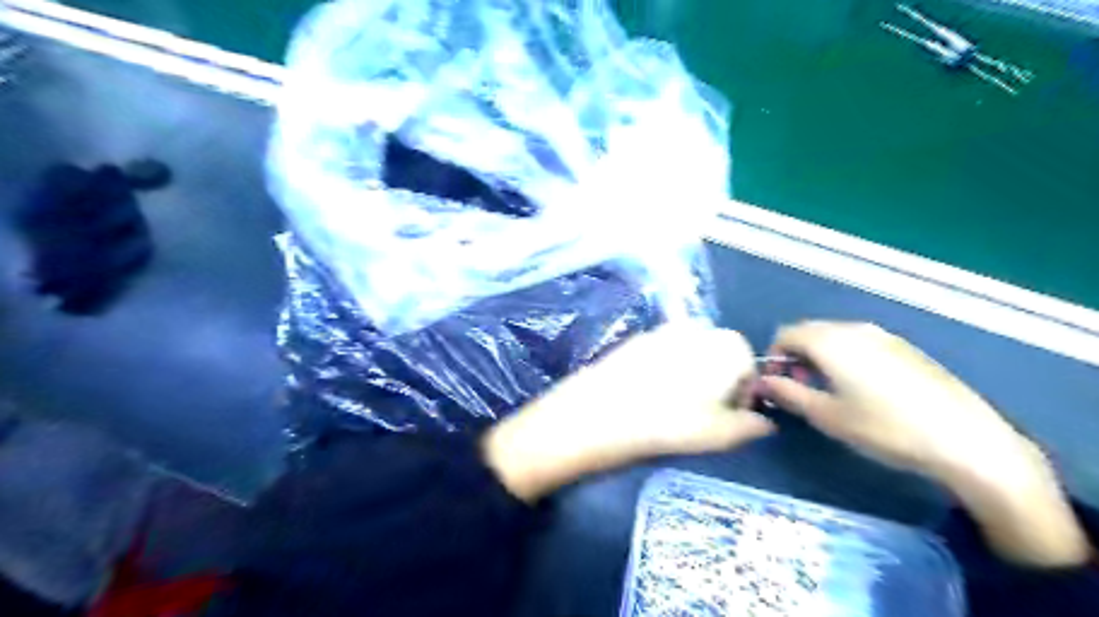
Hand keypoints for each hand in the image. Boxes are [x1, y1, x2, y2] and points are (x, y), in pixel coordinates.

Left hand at [484, 322, 776, 501]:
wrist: (598, 413)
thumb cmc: (667, 425)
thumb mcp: (718, 435)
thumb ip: (749, 426)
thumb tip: (765, 423)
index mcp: (724, 346)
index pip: (748, 365)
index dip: (743, 394)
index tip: (728, 418)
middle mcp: (696, 329)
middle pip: (719, 355)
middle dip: (718, 382)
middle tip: (701, 415)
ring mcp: (661, 330)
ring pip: (690, 353)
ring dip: (691, 375)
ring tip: (673, 406)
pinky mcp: (635, 340)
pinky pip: (662, 353)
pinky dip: (665, 370)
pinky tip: (648, 394)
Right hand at [768, 323, 1089, 568]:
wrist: (964, 438)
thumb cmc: (884, 428)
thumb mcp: (827, 416)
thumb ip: (788, 394)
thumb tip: (763, 382)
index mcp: (830, 341)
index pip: (786, 334)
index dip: (774, 356)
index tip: (777, 383)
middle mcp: (855, 329)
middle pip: (810, 331)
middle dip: (797, 355)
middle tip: (800, 387)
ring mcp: (884, 335)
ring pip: (836, 336)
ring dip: (821, 355)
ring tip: (830, 389)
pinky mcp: (906, 347)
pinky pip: (861, 342)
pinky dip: (846, 356)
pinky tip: (862, 388)